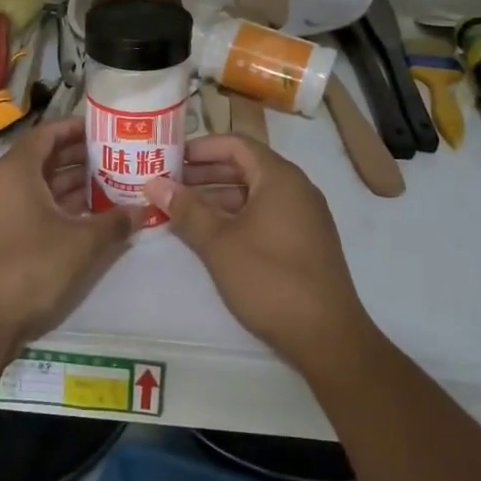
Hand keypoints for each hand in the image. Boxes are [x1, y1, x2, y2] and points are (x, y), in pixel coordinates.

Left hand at [0, 116, 138, 348]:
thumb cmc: (31, 268)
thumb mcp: (82, 244)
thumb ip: (115, 222)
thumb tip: (142, 210)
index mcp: (16, 170)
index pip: (47, 133)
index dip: (76, 128)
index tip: (106, 130)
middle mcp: (1, 183)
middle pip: (43, 158)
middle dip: (79, 157)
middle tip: (115, 158)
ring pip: (38, 186)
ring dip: (70, 184)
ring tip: (109, 185)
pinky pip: (30, 208)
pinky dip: (57, 206)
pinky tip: (86, 218)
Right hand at [146, 135, 374, 377]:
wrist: (327, 336)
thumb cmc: (270, 279)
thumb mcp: (219, 243)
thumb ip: (186, 210)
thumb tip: (153, 183)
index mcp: (280, 177)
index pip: (236, 144)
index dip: (201, 147)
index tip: (169, 157)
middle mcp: (296, 189)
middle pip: (245, 166)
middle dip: (205, 173)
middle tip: (168, 183)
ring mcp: (304, 216)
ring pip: (254, 193)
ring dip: (218, 197)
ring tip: (181, 210)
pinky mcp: (305, 242)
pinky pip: (265, 214)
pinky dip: (236, 216)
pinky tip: (211, 234)